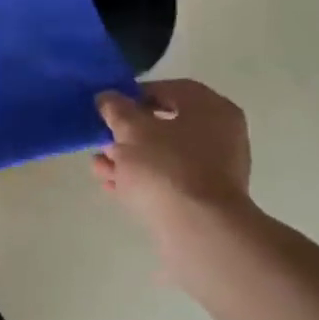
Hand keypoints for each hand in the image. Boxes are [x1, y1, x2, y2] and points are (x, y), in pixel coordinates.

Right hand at [92, 80, 252, 226]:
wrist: (197, 230)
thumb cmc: (166, 166)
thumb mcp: (130, 128)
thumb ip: (116, 108)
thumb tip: (108, 98)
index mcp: (211, 109)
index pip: (169, 90)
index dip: (134, 95)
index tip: (108, 107)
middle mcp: (219, 136)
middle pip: (164, 125)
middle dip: (127, 132)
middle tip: (102, 137)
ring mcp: (214, 170)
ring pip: (163, 155)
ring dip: (128, 158)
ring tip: (99, 166)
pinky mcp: (203, 199)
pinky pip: (167, 180)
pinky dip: (140, 179)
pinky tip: (112, 184)